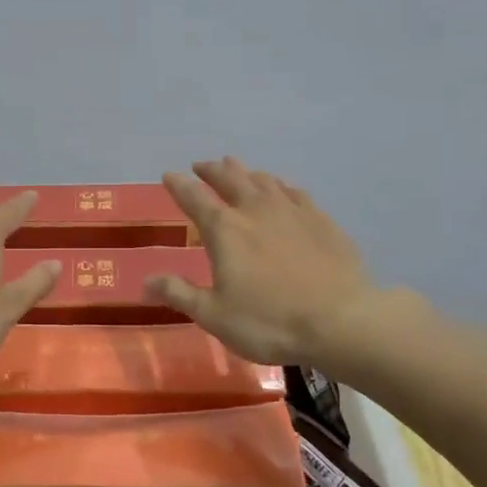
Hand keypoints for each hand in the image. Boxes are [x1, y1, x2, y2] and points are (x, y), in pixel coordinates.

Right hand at [144, 158, 375, 365]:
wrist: (341, 321)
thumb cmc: (269, 321)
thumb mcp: (214, 315)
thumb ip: (179, 293)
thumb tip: (146, 281)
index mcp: (225, 229)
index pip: (193, 198)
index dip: (178, 185)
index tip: (169, 175)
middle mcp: (255, 210)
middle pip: (229, 178)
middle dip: (212, 170)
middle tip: (202, 165)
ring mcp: (292, 211)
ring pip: (263, 180)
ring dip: (246, 172)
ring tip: (238, 170)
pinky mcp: (321, 220)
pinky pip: (295, 192)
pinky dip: (281, 187)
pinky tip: (283, 190)